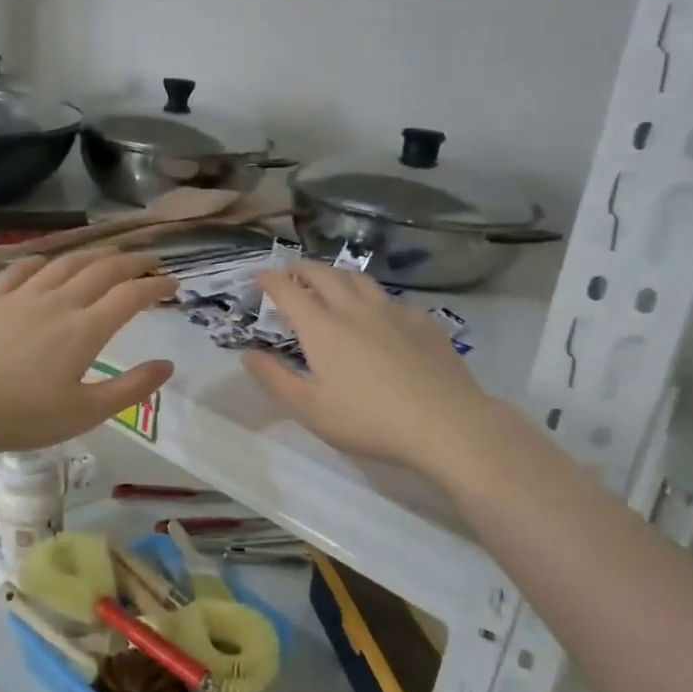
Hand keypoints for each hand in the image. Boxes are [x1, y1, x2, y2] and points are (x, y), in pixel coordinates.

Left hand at [0, 250, 175, 456]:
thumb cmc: (21, 416)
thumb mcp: (84, 413)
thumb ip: (130, 388)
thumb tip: (167, 365)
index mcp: (84, 330)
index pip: (130, 296)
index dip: (156, 286)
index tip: (174, 283)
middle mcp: (58, 302)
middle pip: (103, 270)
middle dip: (133, 262)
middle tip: (151, 261)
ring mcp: (21, 297)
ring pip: (65, 263)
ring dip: (94, 254)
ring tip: (109, 255)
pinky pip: (21, 269)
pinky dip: (43, 261)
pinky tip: (47, 264)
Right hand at [241, 262, 491, 477]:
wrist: (445, 423)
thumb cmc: (368, 420)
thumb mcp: (310, 409)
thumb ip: (274, 379)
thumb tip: (248, 355)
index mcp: (322, 328)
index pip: (288, 290)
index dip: (269, 280)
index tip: (258, 278)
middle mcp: (355, 309)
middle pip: (323, 274)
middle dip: (300, 268)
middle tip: (289, 272)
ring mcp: (393, 311)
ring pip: (358, 278)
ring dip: (336, 274)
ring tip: (329, 281)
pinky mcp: (423, 321)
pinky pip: (390, 298)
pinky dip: (371, 297)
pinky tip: (377, 313)